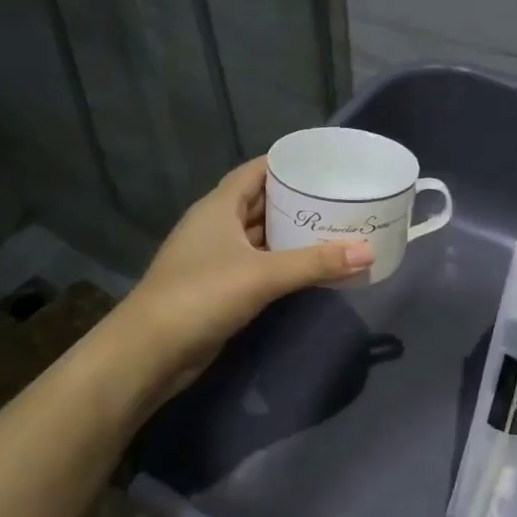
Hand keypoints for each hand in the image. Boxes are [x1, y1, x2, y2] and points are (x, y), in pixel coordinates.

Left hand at [111, 158, 371, 395]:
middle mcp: (216, 226)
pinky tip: (310, 267)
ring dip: (291, 234)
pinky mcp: (219, 287)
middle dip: (297, 201)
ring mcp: (215, 258)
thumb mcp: (262, 275)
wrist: (149, 352)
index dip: (287, 164)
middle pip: (261, 203)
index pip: (255, 171)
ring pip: (260, 236)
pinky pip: (258, 264)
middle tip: (340, 199)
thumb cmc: (201, 296)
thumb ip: (315, 263)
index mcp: (219, 207)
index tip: (324, 164)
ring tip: (333, 228)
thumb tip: (367, 252)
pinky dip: (282, 262)